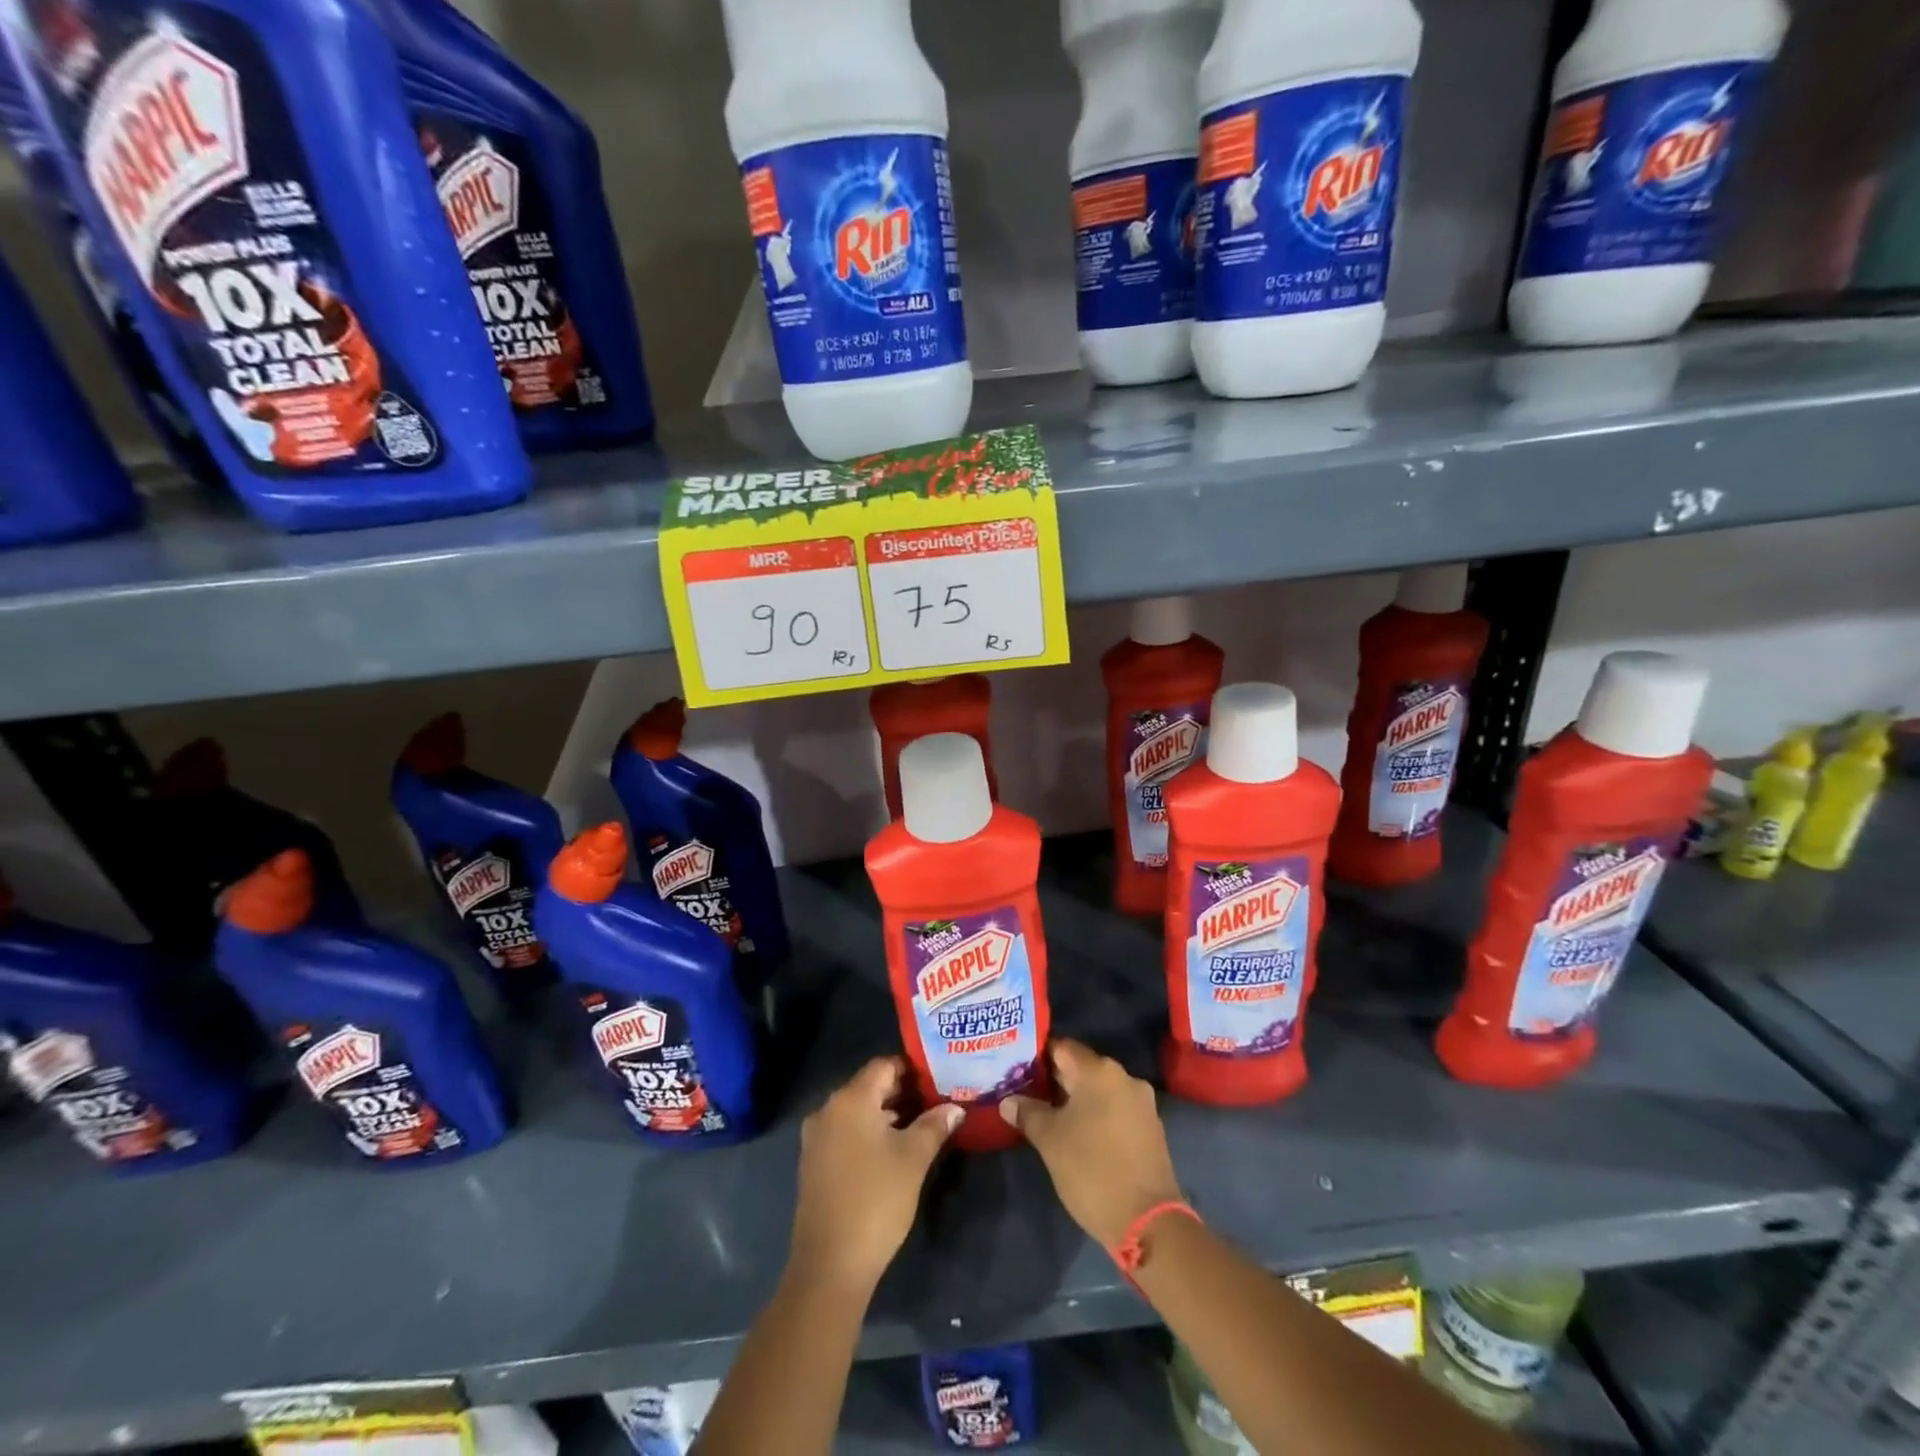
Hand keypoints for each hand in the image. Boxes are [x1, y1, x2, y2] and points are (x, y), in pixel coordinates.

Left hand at [789, 1057, 962, 1292]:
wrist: (830, 1265)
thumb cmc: (876, 1200)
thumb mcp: (913, 1158)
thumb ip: (935, 1125)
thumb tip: (955, 1107)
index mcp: (850, 1100)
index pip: (883, 1066)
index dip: (912, 1069)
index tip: (938, 1079)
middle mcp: (828, 1110)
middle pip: (870, 1086)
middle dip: (903, 1092)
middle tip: (936, 1101)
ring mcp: (817, 1137)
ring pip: (858, 1111)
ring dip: (887, 1114)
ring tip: (922, 1125)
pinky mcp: (814, 1163)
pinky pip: (846, 1132)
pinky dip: (870, 1133)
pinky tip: (894, 1150)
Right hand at [1000, 1039, 1182, 1248]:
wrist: (1148, 1222)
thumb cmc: (1092, 1170)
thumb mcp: (1050, 1141)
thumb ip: (1027, 1113)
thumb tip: (1008, 1101)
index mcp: (1099, 1071)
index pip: (1061, 1047)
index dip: (1036, 1055)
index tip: (1016, 1068)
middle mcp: (1123, 1077)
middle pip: (1080, 1067)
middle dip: (1053, 1079)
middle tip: (1024, 1092)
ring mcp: (1140, 1102)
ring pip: (1098, 1090)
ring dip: (1074, 1099)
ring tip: (1047, 1114)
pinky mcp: (1149, 1127)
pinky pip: (1114, 1108)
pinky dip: (1094, 1114)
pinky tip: (1077, 1132)